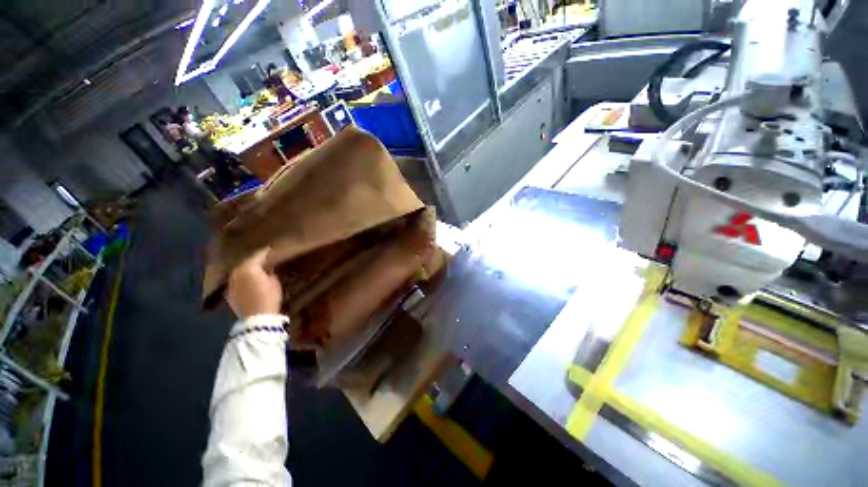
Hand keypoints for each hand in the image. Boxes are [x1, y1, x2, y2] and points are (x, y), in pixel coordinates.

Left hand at [226, 248, 282, 319]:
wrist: (257, 318)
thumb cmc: (269, 297)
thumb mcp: (274, 282)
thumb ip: (269, 272)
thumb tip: (266, 269)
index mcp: (249, 268)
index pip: (257, 256)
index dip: (265, 252)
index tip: (270, 248)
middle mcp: (236, 273)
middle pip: (245, 263)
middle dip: (253, 260)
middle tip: (262, 258)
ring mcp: (231, 284)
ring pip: (239, 272)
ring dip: (247, 269)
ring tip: (255, 268)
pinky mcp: (229, 294)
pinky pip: (236, 282)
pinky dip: (242, 279)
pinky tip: (248, 280)